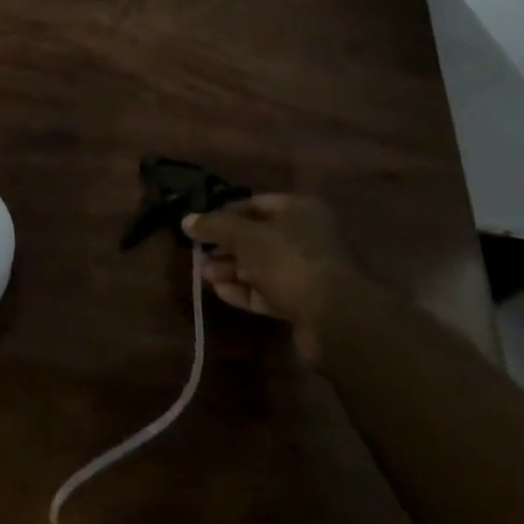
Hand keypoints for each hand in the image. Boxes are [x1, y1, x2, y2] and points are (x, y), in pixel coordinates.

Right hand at [183, 194, 362, 366]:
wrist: (337, 320)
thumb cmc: (290, 261)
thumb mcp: (246, 237)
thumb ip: (215, 226)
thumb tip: (186, 220)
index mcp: (299, 210)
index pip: (255, 204)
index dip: (225, 213)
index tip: (200, 226)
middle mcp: (307, 236)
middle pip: (257, 237)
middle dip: (226, 247)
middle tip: (198, 256)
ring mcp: (308, 271)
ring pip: (262, 266)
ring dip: (232, 270)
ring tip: (204, 276)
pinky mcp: (306, 303)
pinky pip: (270, 291)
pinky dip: (246, 291)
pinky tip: (222, 293)